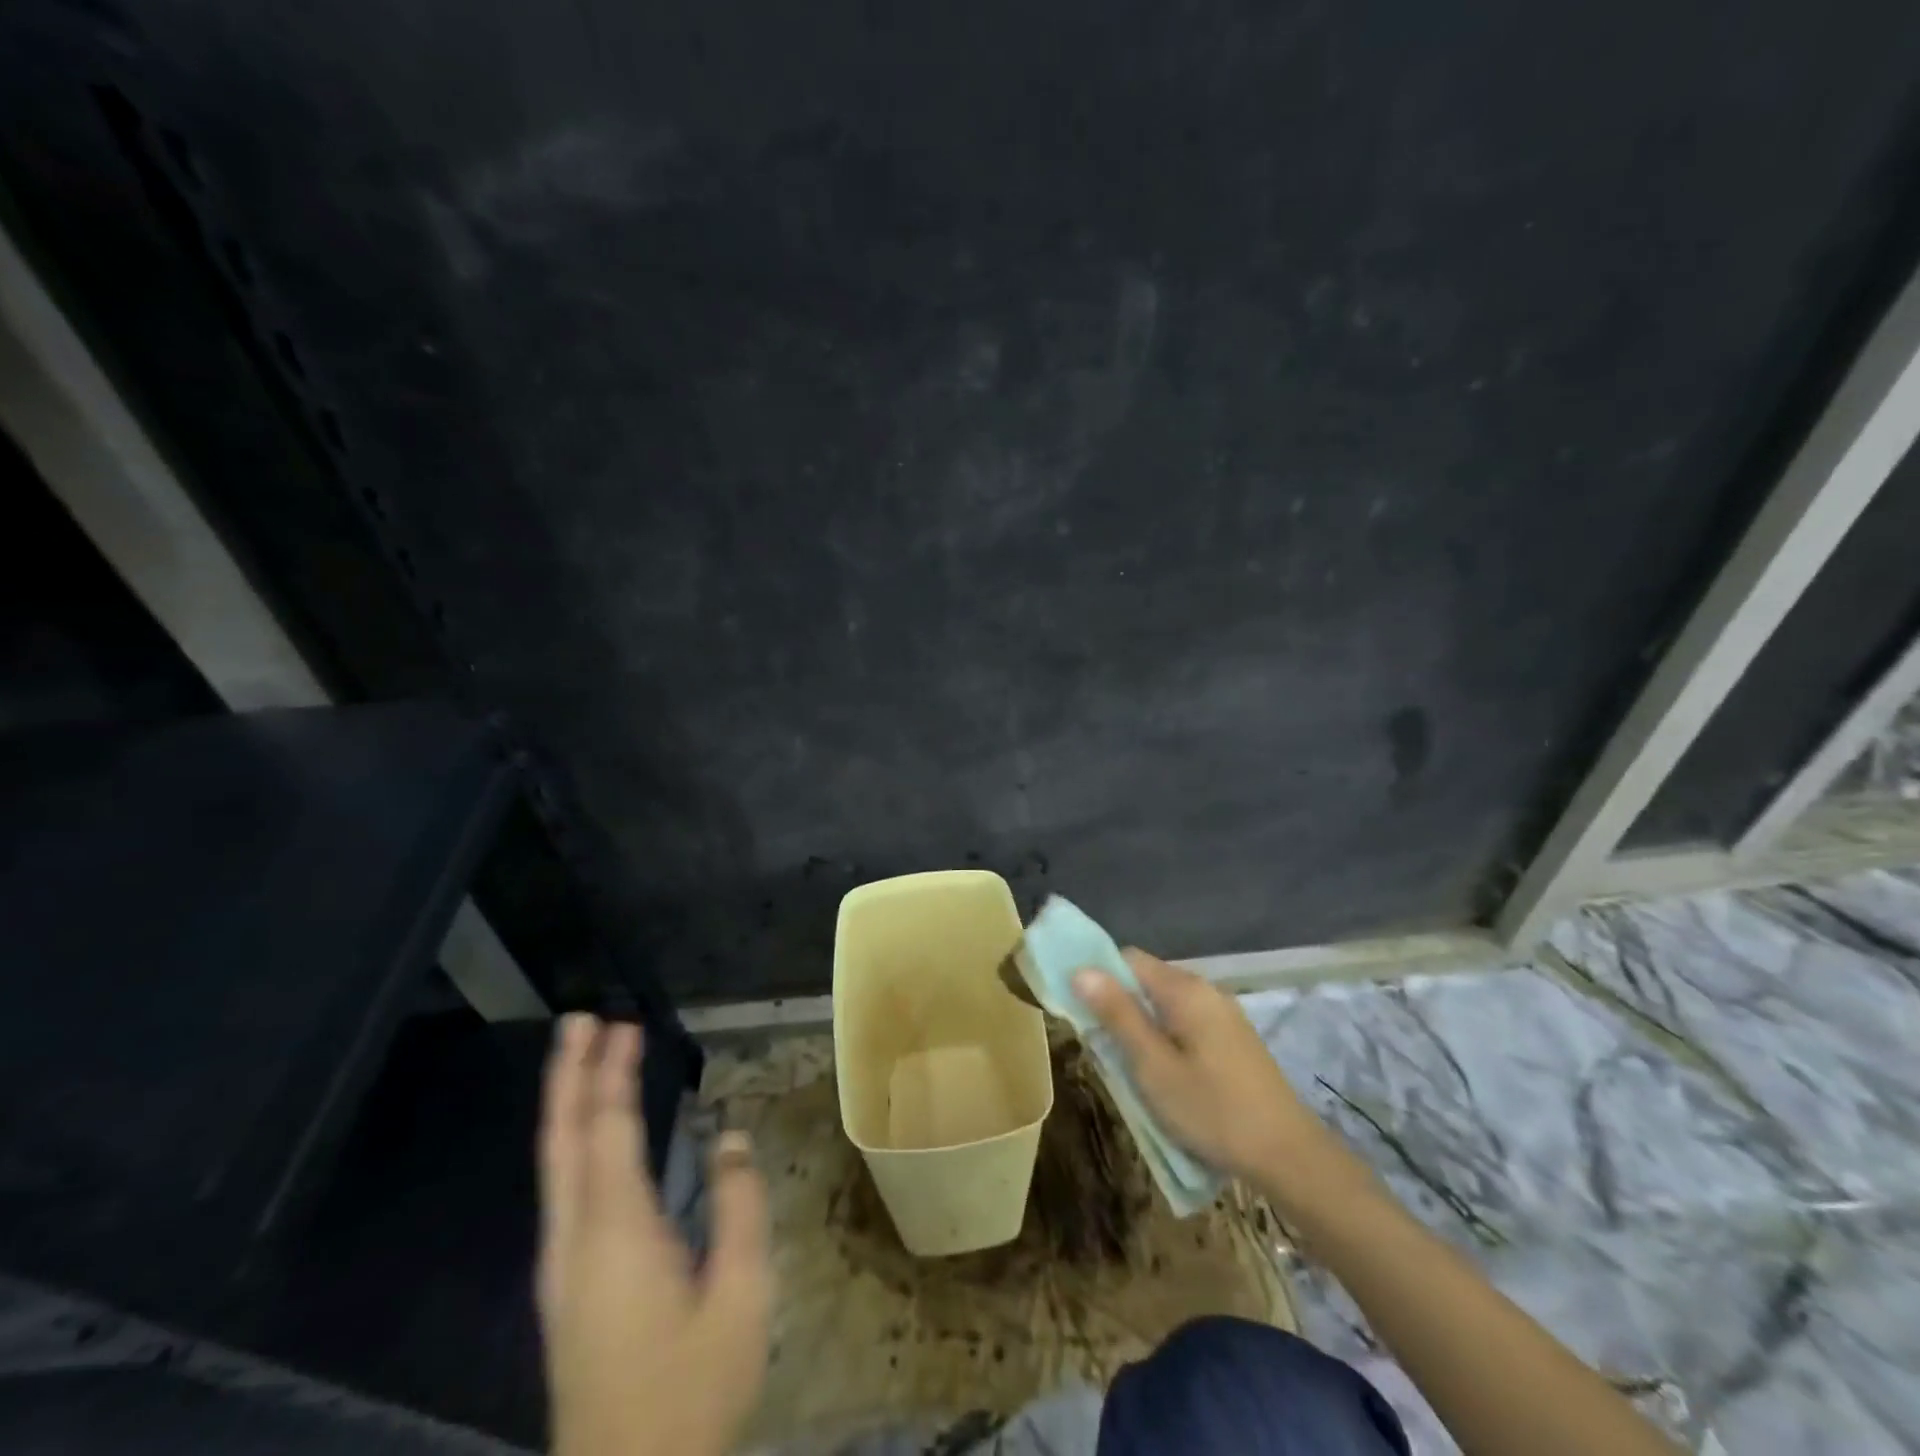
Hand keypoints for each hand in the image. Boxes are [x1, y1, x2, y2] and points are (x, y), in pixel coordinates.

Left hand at [538, 1015, 771, 1455]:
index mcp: (616, 1233)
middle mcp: (575, 1240)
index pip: (608, 1131)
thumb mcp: (740, 1295)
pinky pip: (561, 1190)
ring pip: (554, 1165)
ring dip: (567, 1104)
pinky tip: (589, 1136)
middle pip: (563, 1140)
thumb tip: (733, 1137)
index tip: (622, 1024)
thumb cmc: (692, 1388)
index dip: (612, 1073)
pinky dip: (572, 1142)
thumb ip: (739, 1207)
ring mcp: (561, 1266)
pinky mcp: (564, 1285)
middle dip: (570, 1075)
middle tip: (582, 1020)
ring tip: (584, 1059)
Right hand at [1073, 951, 1359, 1199]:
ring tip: (1127, 1065)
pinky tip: (1162, 1073)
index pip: (1127, 958)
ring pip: (1165, 1004)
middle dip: (1118, 1005)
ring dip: (1140, 1025)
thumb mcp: (1153, 1066)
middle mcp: (1205, 989)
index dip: (1097, 975)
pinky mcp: (1233, 1038)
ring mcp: (1223, 1014)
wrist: (1289, 1156)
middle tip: (1100, 1046)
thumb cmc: (1213, 1110)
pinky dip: (1164, 1037)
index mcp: (1184, 989)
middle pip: (1146, 979)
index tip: (1077, 1007)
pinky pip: (1185, 1022)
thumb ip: (1118, 1015)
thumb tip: (1081, 970)